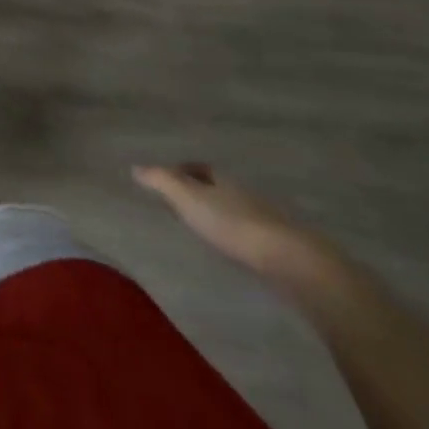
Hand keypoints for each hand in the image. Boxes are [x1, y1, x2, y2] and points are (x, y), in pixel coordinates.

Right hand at [132, 163, 338, 287]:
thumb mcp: (189, 199)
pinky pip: (250, 233)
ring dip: (219, 216)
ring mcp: (266, 220)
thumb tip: (135, 166)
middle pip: (218, 188)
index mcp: (223, 179)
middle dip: (200, 193)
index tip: (166, 182)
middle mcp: (244, 193)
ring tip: (201, 230)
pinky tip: (231, 250)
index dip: (182, 171)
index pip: (200, 168)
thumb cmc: (234, 225)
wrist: (293, 261)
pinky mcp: (280, 247)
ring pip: (236, 210)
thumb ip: (162, 182)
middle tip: (179, 205)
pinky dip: (236, 236)